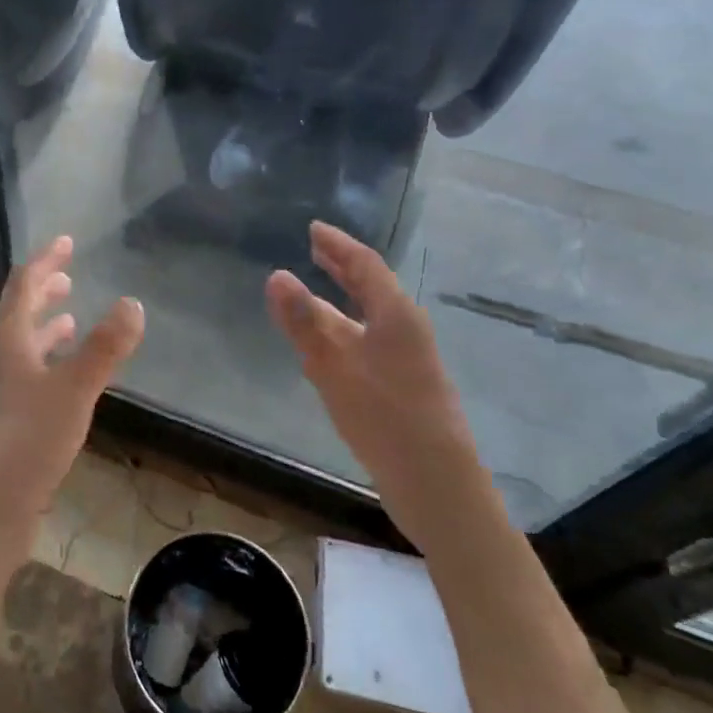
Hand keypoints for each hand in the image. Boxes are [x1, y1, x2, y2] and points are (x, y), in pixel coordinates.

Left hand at [0, 236, 144, 518]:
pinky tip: (64, 375)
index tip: (65, 242)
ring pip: (22, 343)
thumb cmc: (30, 437)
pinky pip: (27, 370)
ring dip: (45, 325)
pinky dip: (47, 358)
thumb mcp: (75, 387)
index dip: (45, 260)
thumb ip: (105, 346)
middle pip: (19, 310)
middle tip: (67, 276)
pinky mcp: (5, 416)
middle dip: (43, 290)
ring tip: (69, 318)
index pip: (23, 284)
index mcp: (8, 338)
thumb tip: (132, 302)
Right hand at [265, 222, 474, 513]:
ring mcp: (406, 359)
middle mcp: (404, 329)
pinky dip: (344, 329)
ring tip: (312, 290)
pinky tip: (327, 345)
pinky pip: (367, 341)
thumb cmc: (385, 417)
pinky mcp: (401, 385)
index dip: (338, 244)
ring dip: (340, 300)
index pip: (364, 264)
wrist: (436, 484)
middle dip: (342, 266)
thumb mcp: (334, 366)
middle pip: (371, 287)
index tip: (314, 228)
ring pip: (368, 316)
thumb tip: (276, 276)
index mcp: (395, 315)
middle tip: (315, 249)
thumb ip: (304, 322)